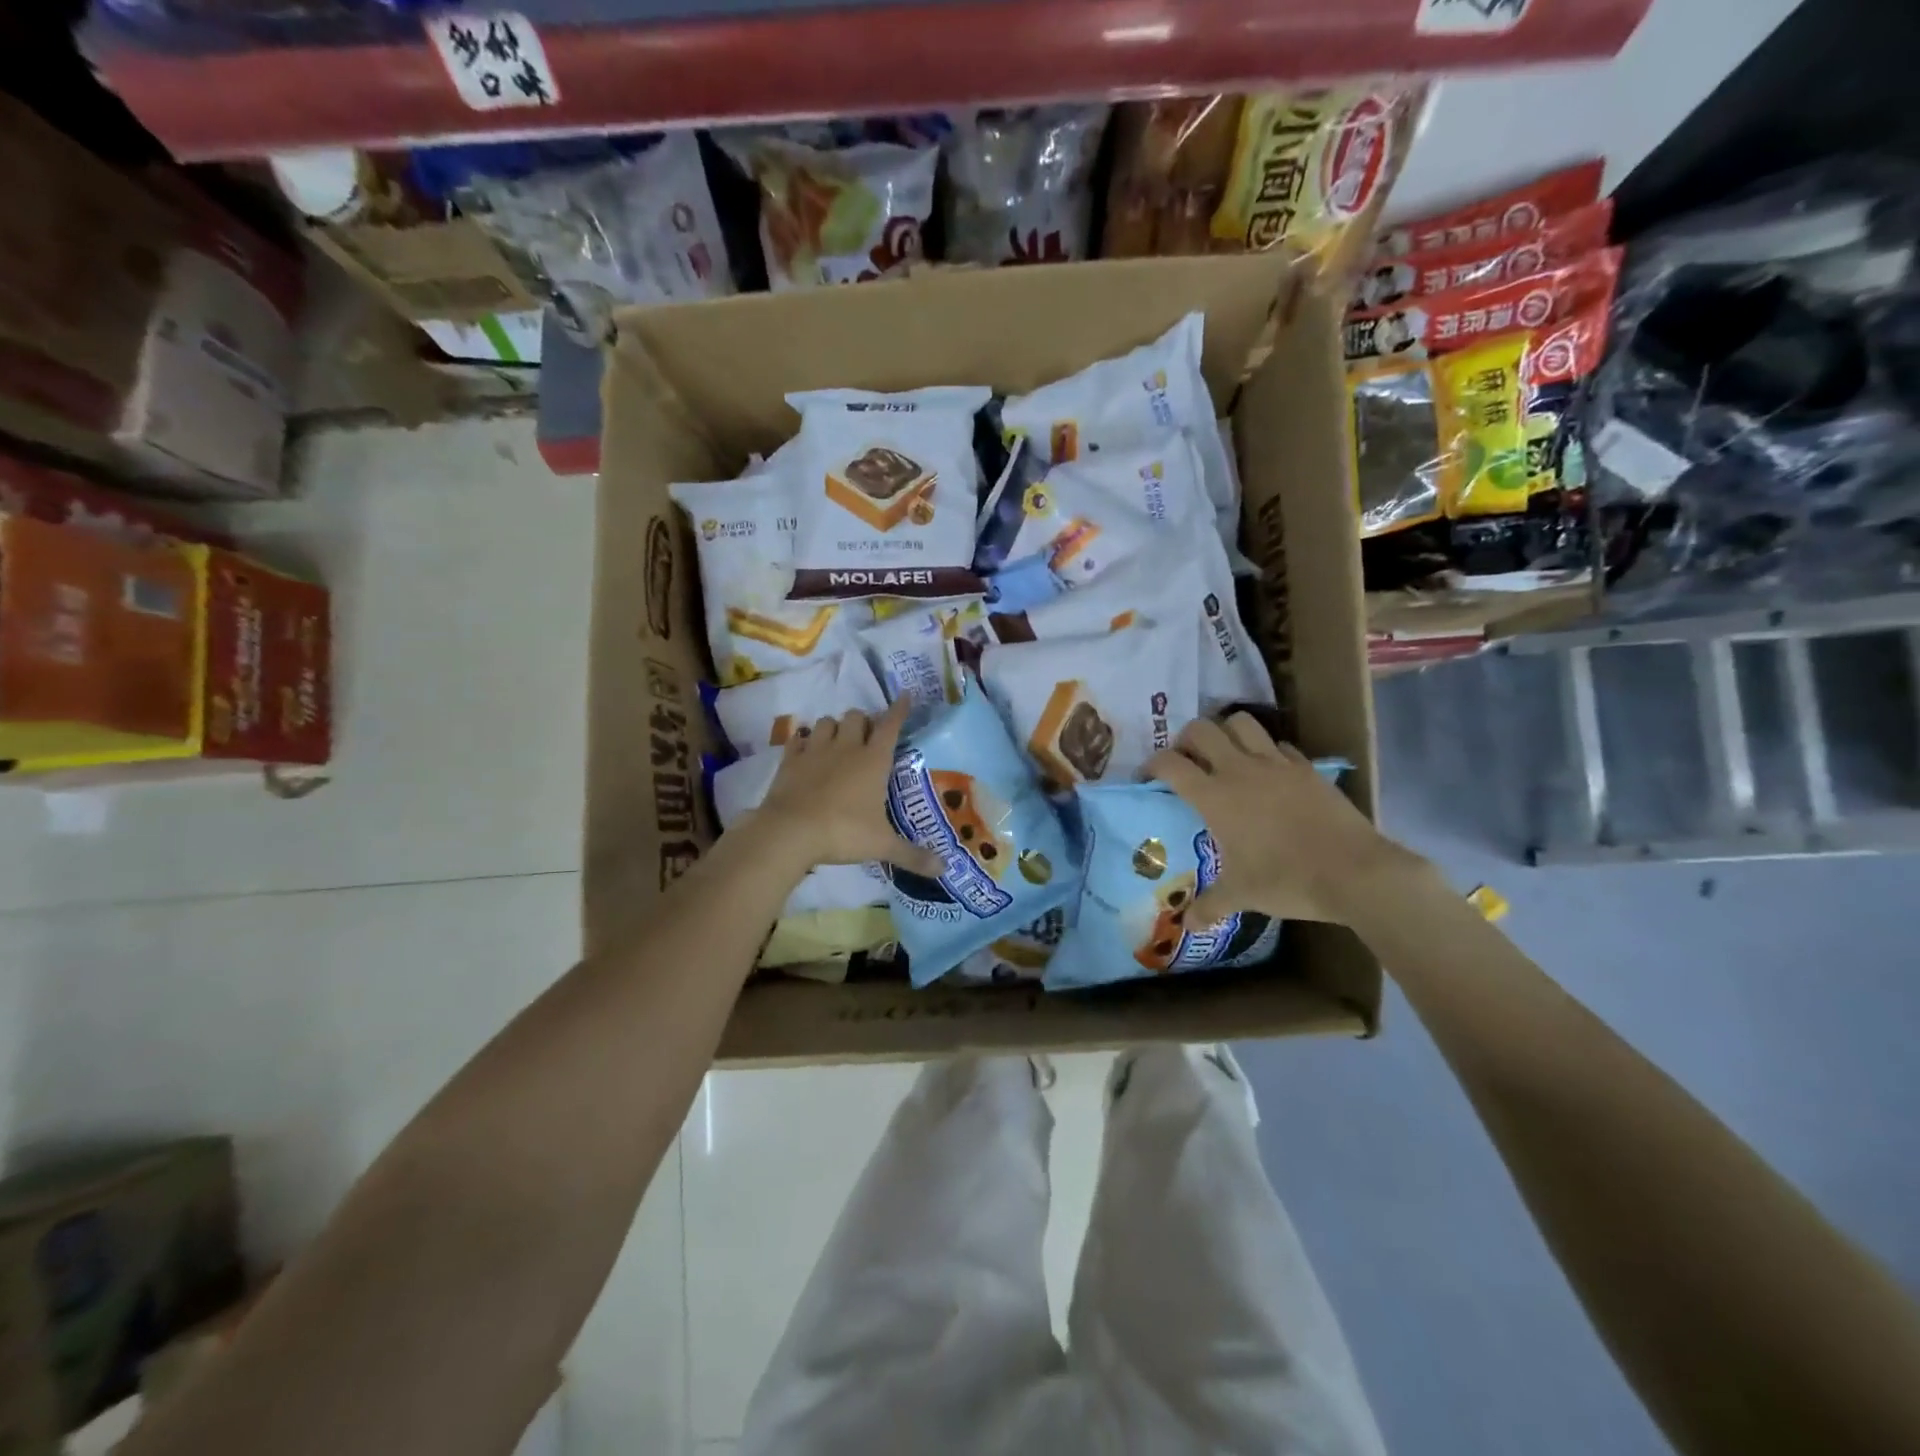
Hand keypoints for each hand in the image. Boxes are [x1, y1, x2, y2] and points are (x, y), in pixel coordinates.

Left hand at [754, 699, 943, 877]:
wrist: (790, 832)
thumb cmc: (843, 833)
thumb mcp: (882, 845)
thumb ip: (912, 855)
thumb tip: (943, 870)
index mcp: (874, 760)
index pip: (891, 725)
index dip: (900, 709)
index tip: (905, 695)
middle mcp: (847, 747)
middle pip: (856, 716)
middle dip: (863, 721)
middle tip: (866, 737)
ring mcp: (815, 750)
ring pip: (826, 722)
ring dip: (834, 727)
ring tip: (837, 742)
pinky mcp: (789, 760)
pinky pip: (797, 740)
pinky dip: (803, 742)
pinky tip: (806, 752)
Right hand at [1144, 713, 1417, 925]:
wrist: (1355, 872)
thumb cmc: (1287, 880)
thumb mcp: (1241, 895)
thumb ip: (1209, 906)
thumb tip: (1187, 925)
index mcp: (1214, 796)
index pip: (1170, 764)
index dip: (1151, 765)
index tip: (1147, 778)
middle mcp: (1240, 770)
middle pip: (1201, 730)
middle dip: (1185, 739)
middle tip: (1186, 761)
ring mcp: (1276, 764)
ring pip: (1241, 723)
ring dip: (1226, 732)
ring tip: (1225, 754)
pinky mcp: (1306, 768)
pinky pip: (1279, 745)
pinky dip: (1266, 750)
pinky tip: (1269, 772)